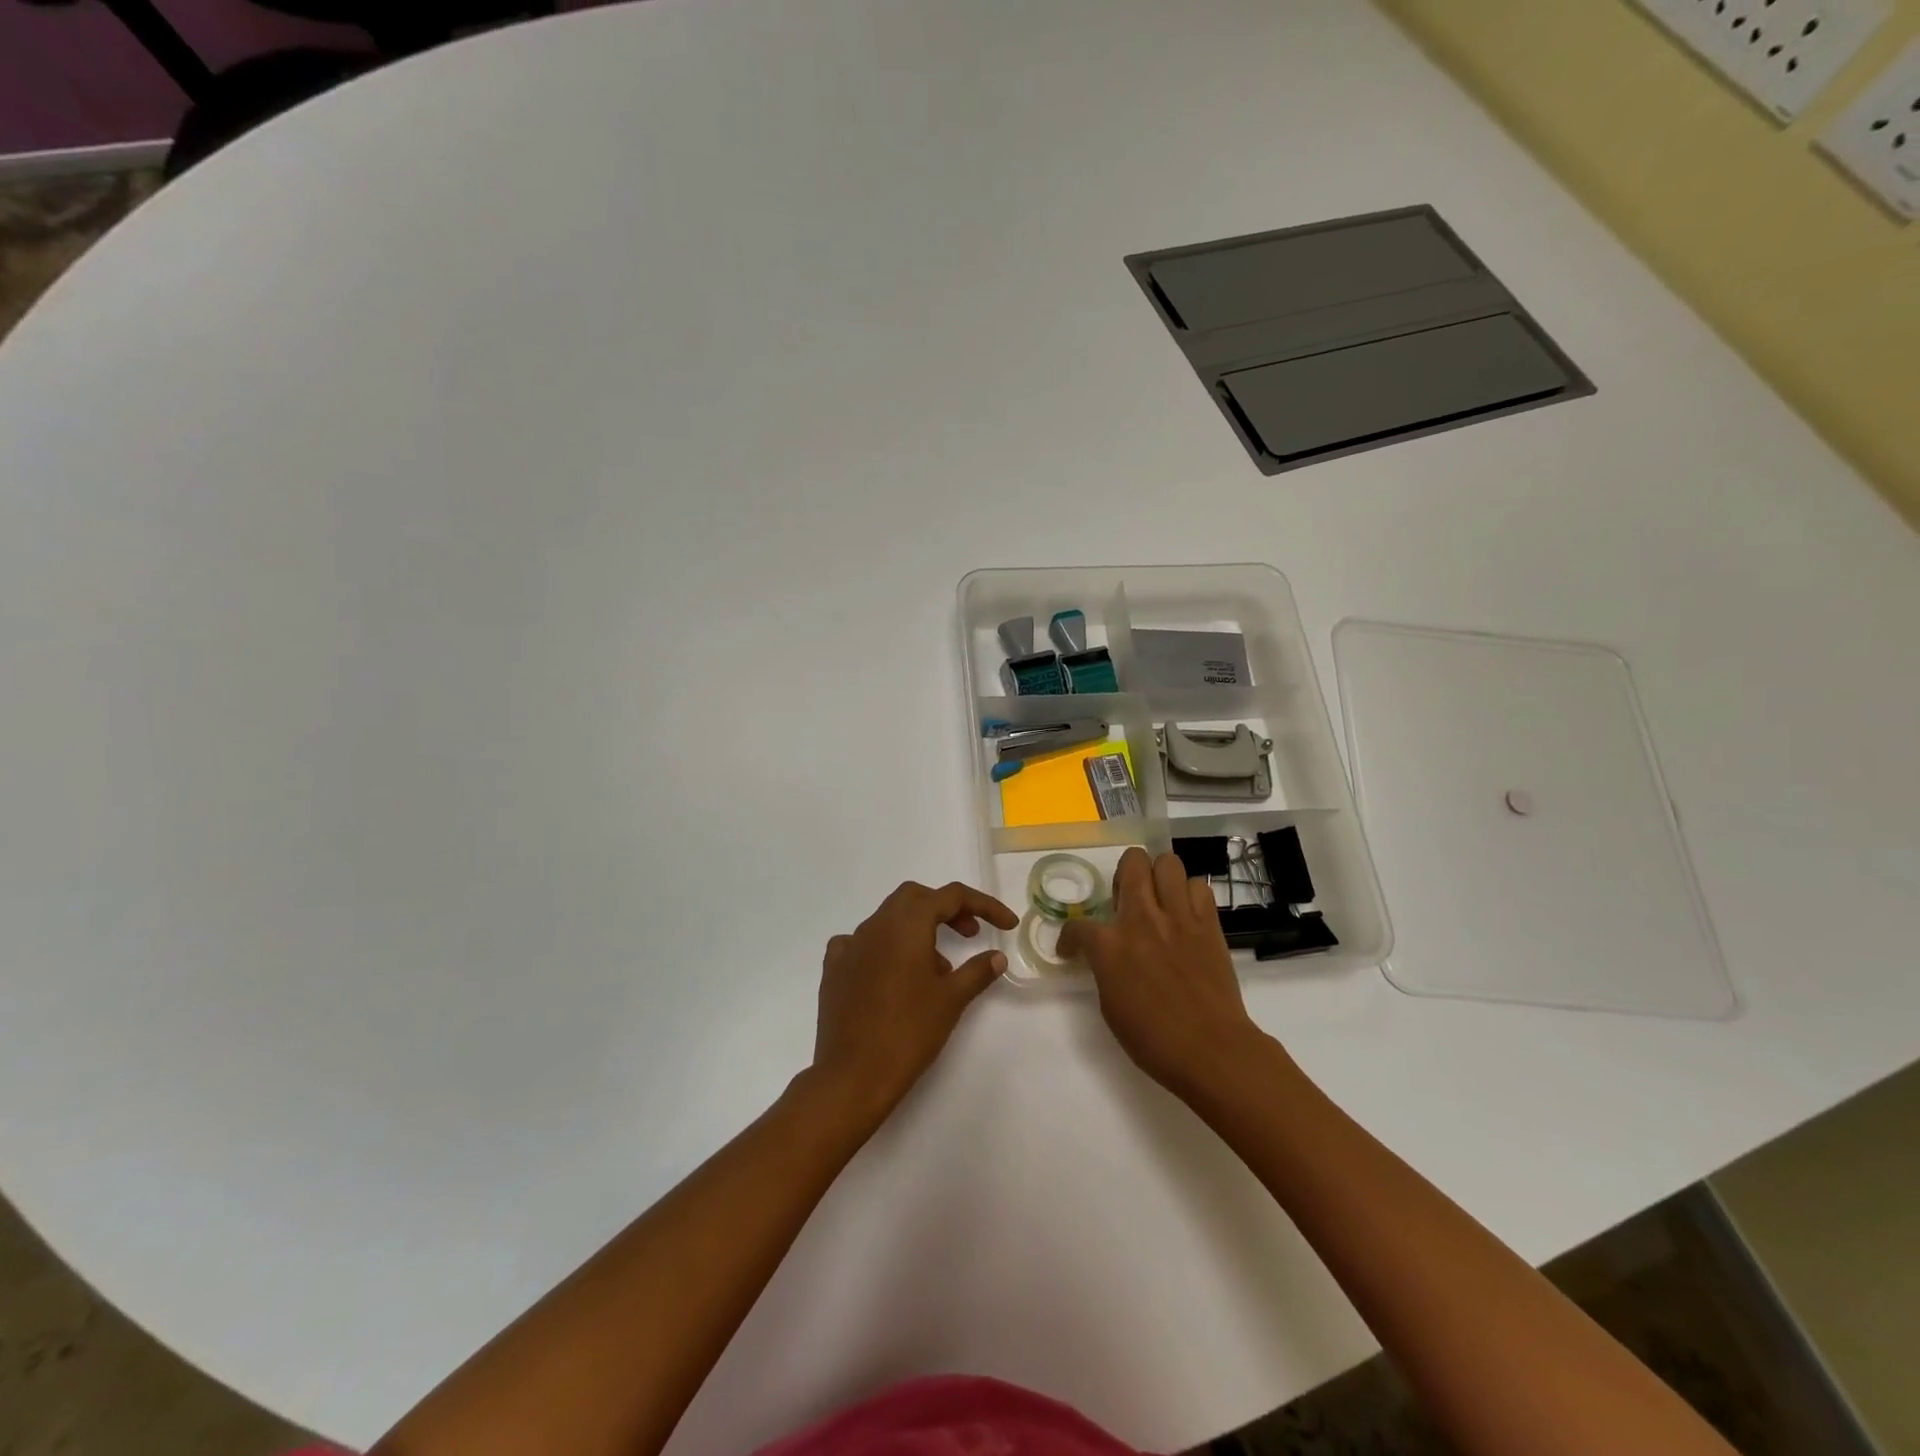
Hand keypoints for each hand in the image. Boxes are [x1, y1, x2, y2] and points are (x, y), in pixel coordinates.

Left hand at [812, 881, 1017, 1118]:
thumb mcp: (952, 1000)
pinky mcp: (834, 969)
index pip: (951, 896)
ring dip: (918, 930)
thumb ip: (977, 971)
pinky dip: (884, 948)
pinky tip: (892, 973)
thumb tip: (997, 957)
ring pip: (889, 919)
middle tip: (970, 934)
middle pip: (916, 898)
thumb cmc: (909, 1032)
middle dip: (947, 909)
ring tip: (938, 968)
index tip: (1007, 925)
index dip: (984, 905)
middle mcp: (876, 924)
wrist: (852, 1076)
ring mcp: (851, 946)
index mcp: (907, 924)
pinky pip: (861, 943)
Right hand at [1060, 848, 1274, 1099]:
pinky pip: (1200, 887)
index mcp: (1109, 945)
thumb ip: (1105, 968)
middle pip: (1132, 862)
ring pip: (1168, 862)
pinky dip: (1190, 894)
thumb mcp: (1110, 1005)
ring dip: (1159, 876)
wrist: (1212, 1050)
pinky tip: (1186, 915)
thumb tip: (1108, 956)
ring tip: (1159, 899)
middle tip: (1126, 899)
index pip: (1077, 926)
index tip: (1074, 949)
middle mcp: (1142, 919)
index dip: (1070, 938)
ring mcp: (1179, 917)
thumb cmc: (1154, 1039)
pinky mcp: (1209, 924)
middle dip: (1124, 873)